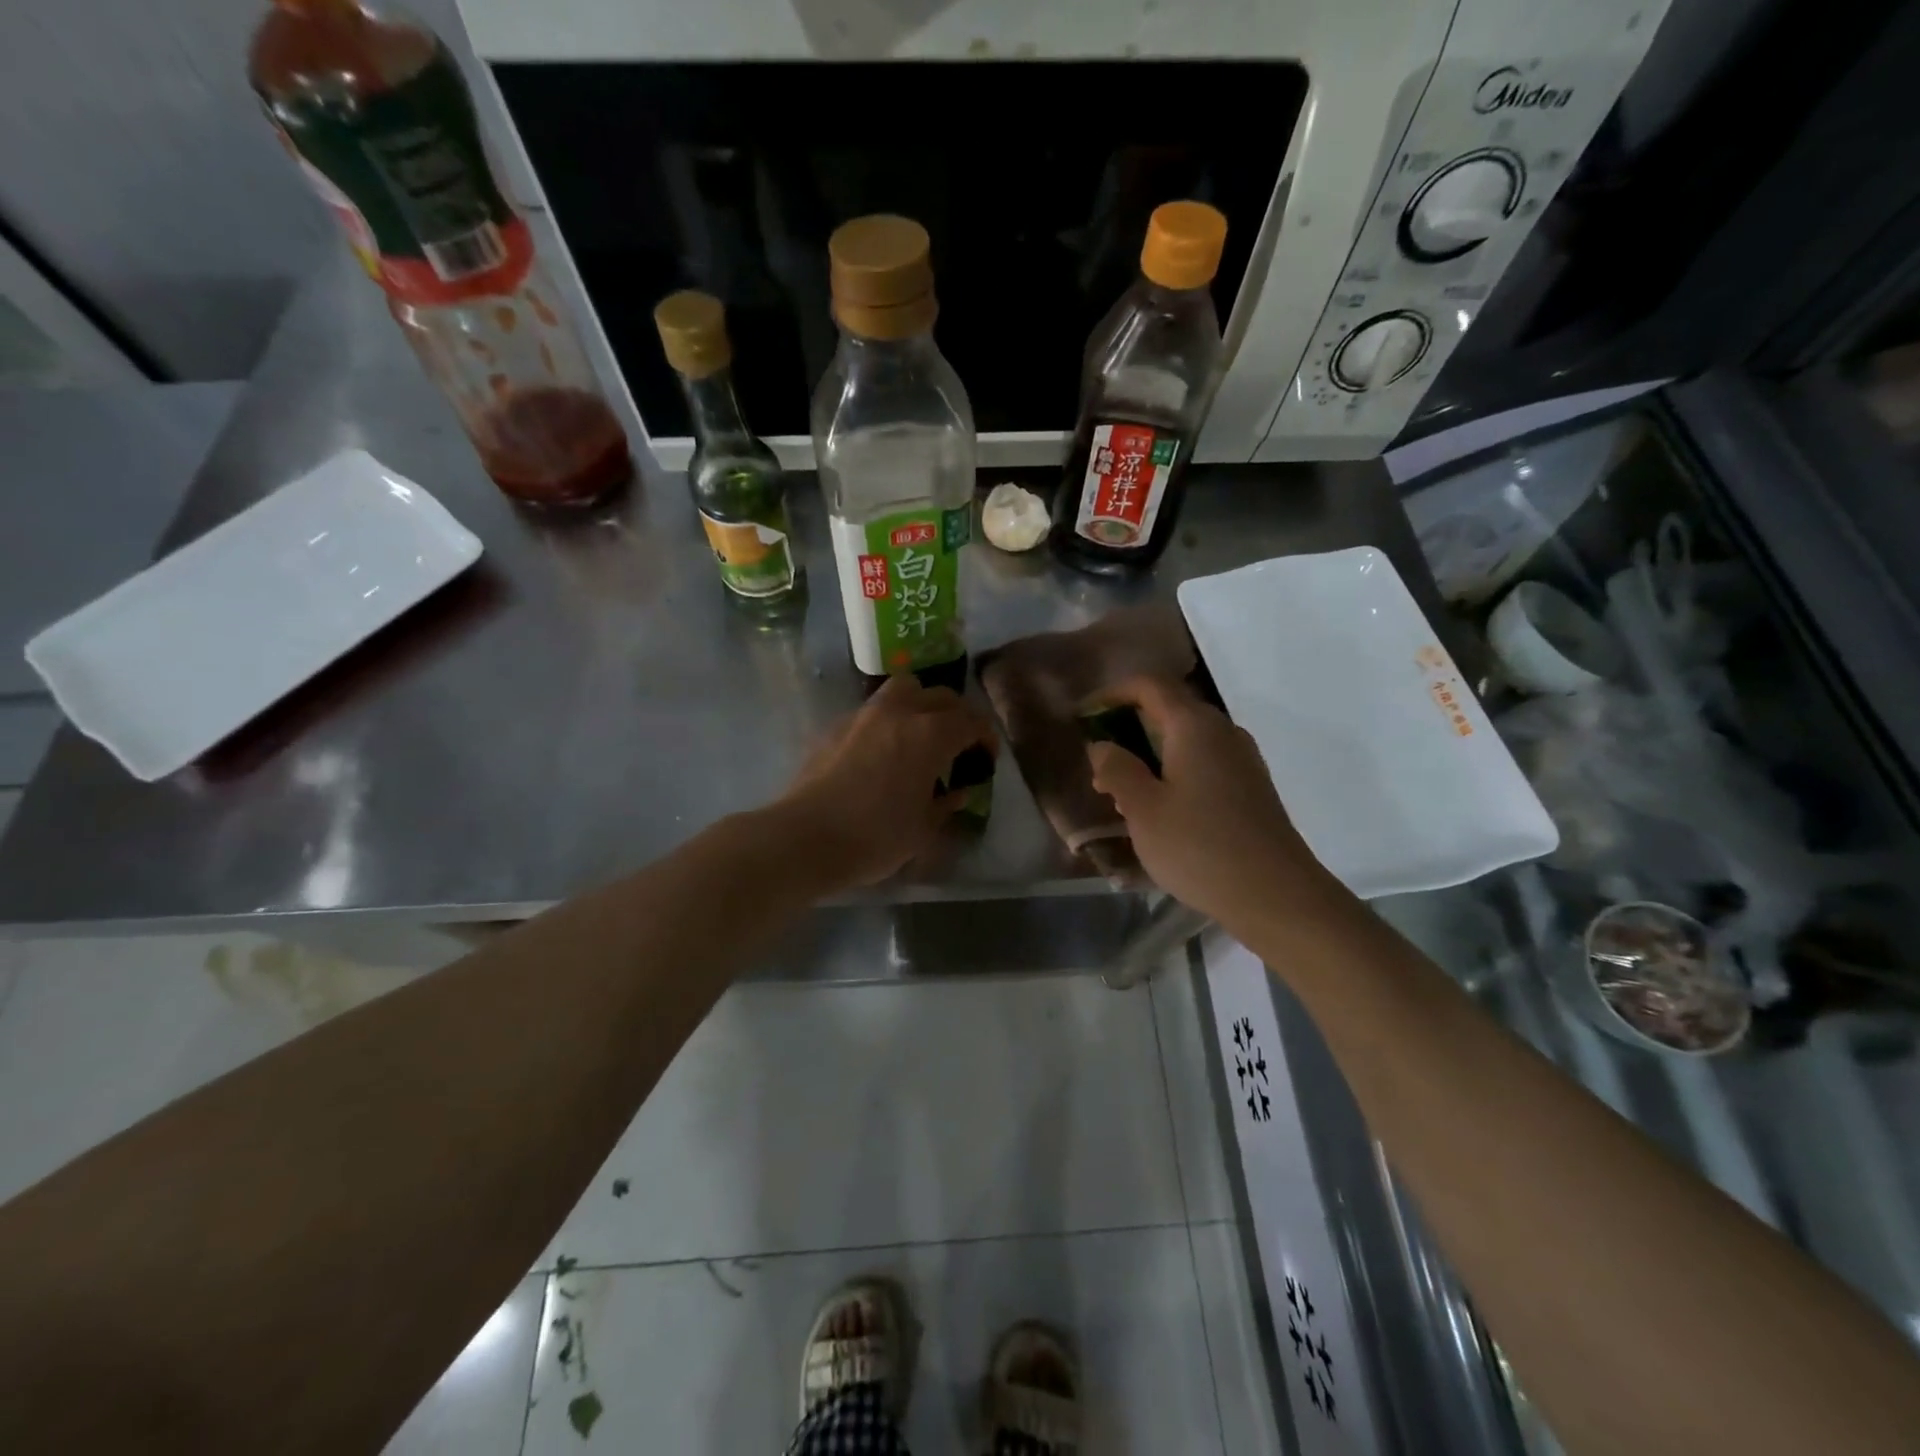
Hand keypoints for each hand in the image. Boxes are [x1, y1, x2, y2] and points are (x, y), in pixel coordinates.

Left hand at [775, 675, 997, 890]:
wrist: (806, 837)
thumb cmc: (875, 837)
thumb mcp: (923, 829)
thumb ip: (946, 804)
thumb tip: (957, 792)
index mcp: (930, 735)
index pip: (971, 721)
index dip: (985, 737)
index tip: (986, 756)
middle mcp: (900, 713)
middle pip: (940, 696)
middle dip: (956, 715)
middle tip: (958, 744)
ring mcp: (864, 715)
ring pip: (903, 689)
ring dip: (920, 704)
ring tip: (919, 734)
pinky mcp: (836, 725)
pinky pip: (873, 709)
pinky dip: (888, 720)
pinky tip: (883, 751)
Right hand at [1086, 676, 1338, 925]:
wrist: (1276, 895)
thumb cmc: (1199, 847)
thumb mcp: (1142, 809)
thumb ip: (1116, 769)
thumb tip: (1102, 744)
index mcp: (1194, 726)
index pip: (1149, 685)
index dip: (1112, 693)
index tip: (1084, 717)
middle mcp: (1223, 731)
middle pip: (1169, 710)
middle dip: (1128, 728)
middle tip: (1099, 764)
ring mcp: (1242, 759)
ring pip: (1186, 739)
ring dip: (1150, 754)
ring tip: (1122, 794)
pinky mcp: (1251, 787)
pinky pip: (1204, 762)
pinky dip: (1174, 771)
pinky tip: (1161, 810)